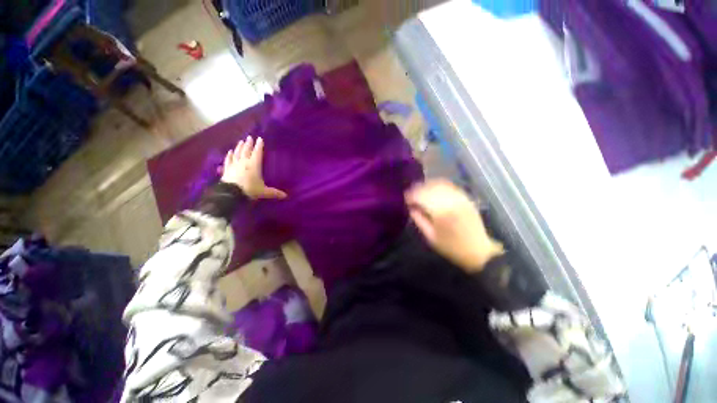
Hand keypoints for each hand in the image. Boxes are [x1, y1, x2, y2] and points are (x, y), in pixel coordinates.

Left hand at [221, 136, 286, 199]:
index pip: (257, 153)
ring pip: (237, 153)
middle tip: (249, 137)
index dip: (259, 146)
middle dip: (249, 144)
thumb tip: (285, 196)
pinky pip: (228, 160)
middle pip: (246, 151)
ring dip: (239, 147)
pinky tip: (230, 152)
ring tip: (241, 141)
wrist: (231, 194)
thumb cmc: (250, 190)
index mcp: (254, 165)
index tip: (260, 138)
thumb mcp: (264, 192)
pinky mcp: (227, 169)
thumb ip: (274, 192)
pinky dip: (229, 155)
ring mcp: (234, 165)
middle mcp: (244, 162)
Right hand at [405, 179, 503, 272]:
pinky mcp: (465, 197)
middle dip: (416, 189)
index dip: (410, 196)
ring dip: (426, 185)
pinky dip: (438, 185)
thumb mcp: (430, 237)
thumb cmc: (452, 247)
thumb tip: (410, 207)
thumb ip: (419, 219)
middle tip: (409, 195)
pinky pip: (449, 185)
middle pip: (428, 187)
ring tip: (419, 191)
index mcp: (440, 212)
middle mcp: (450, 200)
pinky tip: (432, 189)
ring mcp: (459, 197)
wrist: (479, 251)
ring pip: (438, 184)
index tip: (404, 199)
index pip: (420, 196)